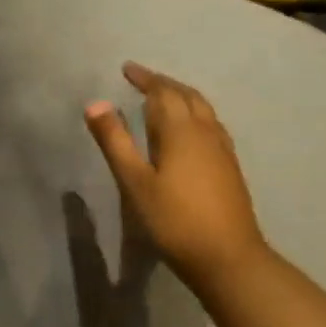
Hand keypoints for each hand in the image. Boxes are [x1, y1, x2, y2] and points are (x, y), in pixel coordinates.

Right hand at [84, 62, 268, 292]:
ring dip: (182, 97)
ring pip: (203, 110)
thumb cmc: (174, 220)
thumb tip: (95, 103)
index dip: (145, 78)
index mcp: (180, 131)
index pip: (162, 92)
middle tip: (143, 79)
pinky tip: (190, 130)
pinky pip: (211, 125)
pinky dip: (195, 114)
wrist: (228, 258)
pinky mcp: (230, 168)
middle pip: (187, 96)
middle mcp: (205, 132)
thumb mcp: (134, 182)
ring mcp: (222, 150)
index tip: (127, 68)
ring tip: (164, 98)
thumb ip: (115, 141)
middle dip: (164, 84)